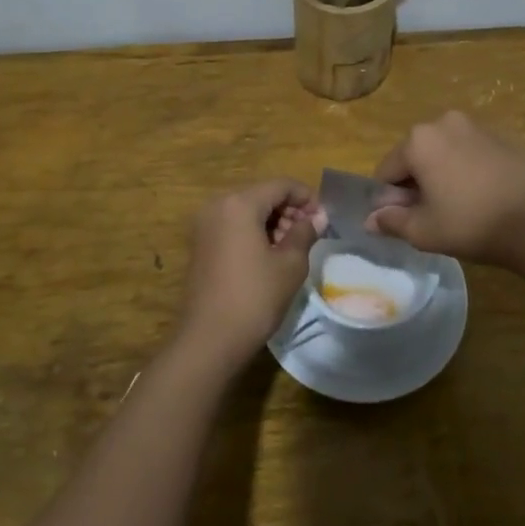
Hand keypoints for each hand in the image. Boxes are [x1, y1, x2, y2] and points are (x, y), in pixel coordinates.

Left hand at [172, 179, 321, 375]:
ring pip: (247, 210)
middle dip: (289, 210)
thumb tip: (317, 218)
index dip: (306, 197)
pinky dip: (254, 232)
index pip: (280, 185)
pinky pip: (233, 225)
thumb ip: (304, 233)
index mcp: (239, 203)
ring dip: (272, 222)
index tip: (324, 218)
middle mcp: (217, 205)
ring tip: (293, 247)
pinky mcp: (200, 244)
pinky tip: (270, 255)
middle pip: (262, 195)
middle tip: (311, 234)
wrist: (210, 339)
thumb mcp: (290, 265)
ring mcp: (205, 225)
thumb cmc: (255, 297)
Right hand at [366, 111, 524, 266]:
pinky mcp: (504, 135)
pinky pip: (471, 152)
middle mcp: (444, 122)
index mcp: (418, 140)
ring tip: (460, 208)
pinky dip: (468, 170)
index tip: (405, 222)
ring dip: (442, 175)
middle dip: (416, 184)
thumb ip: (392, 222)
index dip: (389, 200)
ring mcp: (477, 125)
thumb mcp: (424, 231)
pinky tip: (483, 197)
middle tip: (432, 217)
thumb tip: (371, 220)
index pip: (386, 171)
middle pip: (415, 156)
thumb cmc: (472, 223)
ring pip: (444, 152)